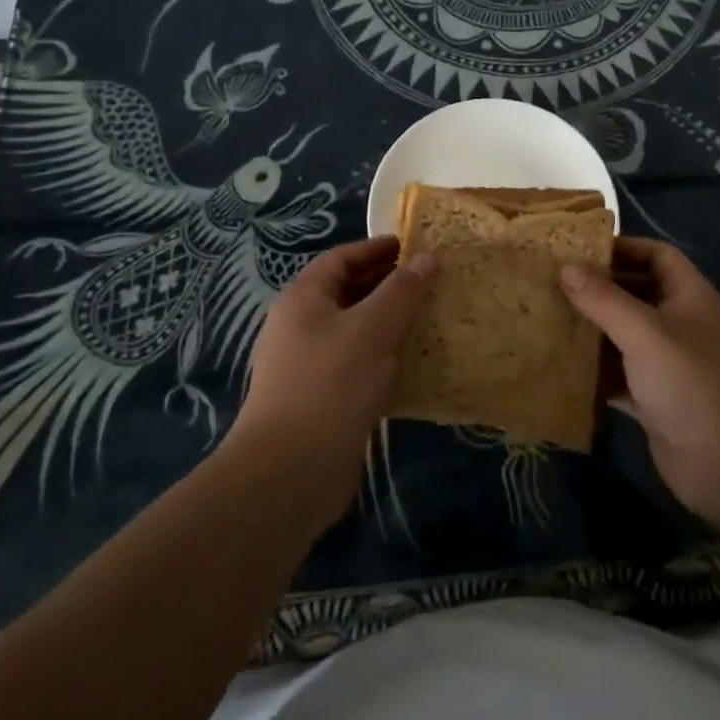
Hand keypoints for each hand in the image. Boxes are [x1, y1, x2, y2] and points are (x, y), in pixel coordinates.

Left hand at [226, 236, 434, 534]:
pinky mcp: (322, 400)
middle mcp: (300, 327)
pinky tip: (414, 365)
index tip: (413, 246)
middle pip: (347, 292)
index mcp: (303, 299)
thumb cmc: (330, 385)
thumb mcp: (372, 329)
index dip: (376, 248)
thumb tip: (429, 257)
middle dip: (387, 285)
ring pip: (354, 331)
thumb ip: (402, 291)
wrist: (289, 473)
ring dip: (388, 323)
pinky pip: (357, 365)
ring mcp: (308, 365)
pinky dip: (384, 358)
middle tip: (429, 281)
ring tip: (430, 318)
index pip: (341, 258)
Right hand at [561, 236, 719, 527]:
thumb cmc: (692, 384)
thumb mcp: (646, 334)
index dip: (622, 247)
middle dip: (598, 287)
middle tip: (551, 281)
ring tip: (547, 316)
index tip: (578, 249)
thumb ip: (604, 299)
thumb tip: (565, 267)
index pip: (656, 255)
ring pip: (623, 335)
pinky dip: (593, 370)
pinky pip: (618, 374)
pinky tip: (559, 365)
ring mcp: (667, 364)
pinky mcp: (654, 399)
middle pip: (635, 293)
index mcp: (689, 297)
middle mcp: (679, 324)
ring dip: (591, 328)